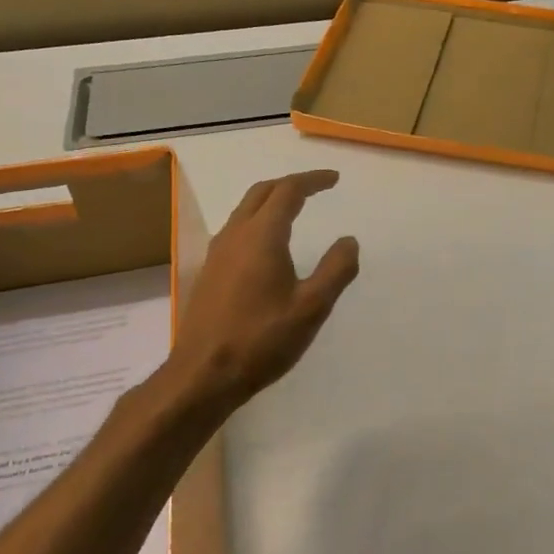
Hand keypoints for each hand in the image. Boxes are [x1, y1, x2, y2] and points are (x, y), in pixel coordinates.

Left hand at [168, 170, 359, 403]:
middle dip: (290, 184)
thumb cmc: (262, 339)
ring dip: (270, 200)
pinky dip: (256, 220)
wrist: (204, 374)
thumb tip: (348, 240)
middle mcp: (235, 235)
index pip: (288, 191)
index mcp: (262, 236)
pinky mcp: (209, 272)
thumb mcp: (312, 307)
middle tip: (316, 188)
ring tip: (294, 209)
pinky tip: (267, 244)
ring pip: (244, 210)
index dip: (312, 181)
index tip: (334, 180)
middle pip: (261, 192)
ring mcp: (217, 253)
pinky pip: (235, 230)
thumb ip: (336, 270)